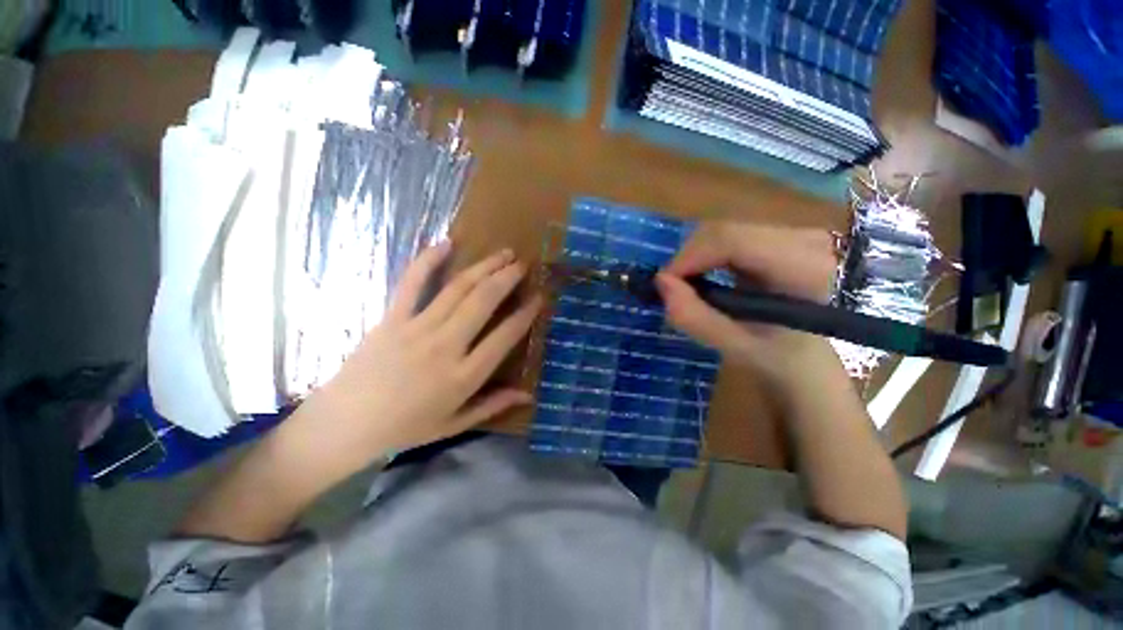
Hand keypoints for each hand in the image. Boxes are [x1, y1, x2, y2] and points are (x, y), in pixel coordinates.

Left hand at [293, 243, 541, 474]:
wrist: (344, 424)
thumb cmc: (404, 428)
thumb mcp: (454, 424)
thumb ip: (493, 406)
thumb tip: (528, 395)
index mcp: (463, 376)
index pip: (505, 337)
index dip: (525, 314)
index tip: (538, 297)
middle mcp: (445, 346)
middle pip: (483, 302)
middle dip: (507, 279)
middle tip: (523, 265)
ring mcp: (416, 328)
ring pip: (457, 288)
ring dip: (484, 267)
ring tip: (504, 253)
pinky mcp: (391, 318)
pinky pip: (412, 283)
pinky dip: (428, 260)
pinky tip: (446, 243)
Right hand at [655, 222, 839, 385]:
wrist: (810, 353)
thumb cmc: (777, 356)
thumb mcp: (734, 346)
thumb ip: (695, 317)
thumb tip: (661, 281)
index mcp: (803, 269)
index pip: (731, 241)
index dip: (689, 257)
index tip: (666, 284)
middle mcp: (805, 240)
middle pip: (724, 231)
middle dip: (689, 258)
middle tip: (676, 290)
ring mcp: (795, 231)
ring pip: (724, 230)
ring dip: (697, 257)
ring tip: (691, 287)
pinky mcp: (783, 232)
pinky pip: (731, 234)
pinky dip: (708, 254)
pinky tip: (708, 276)